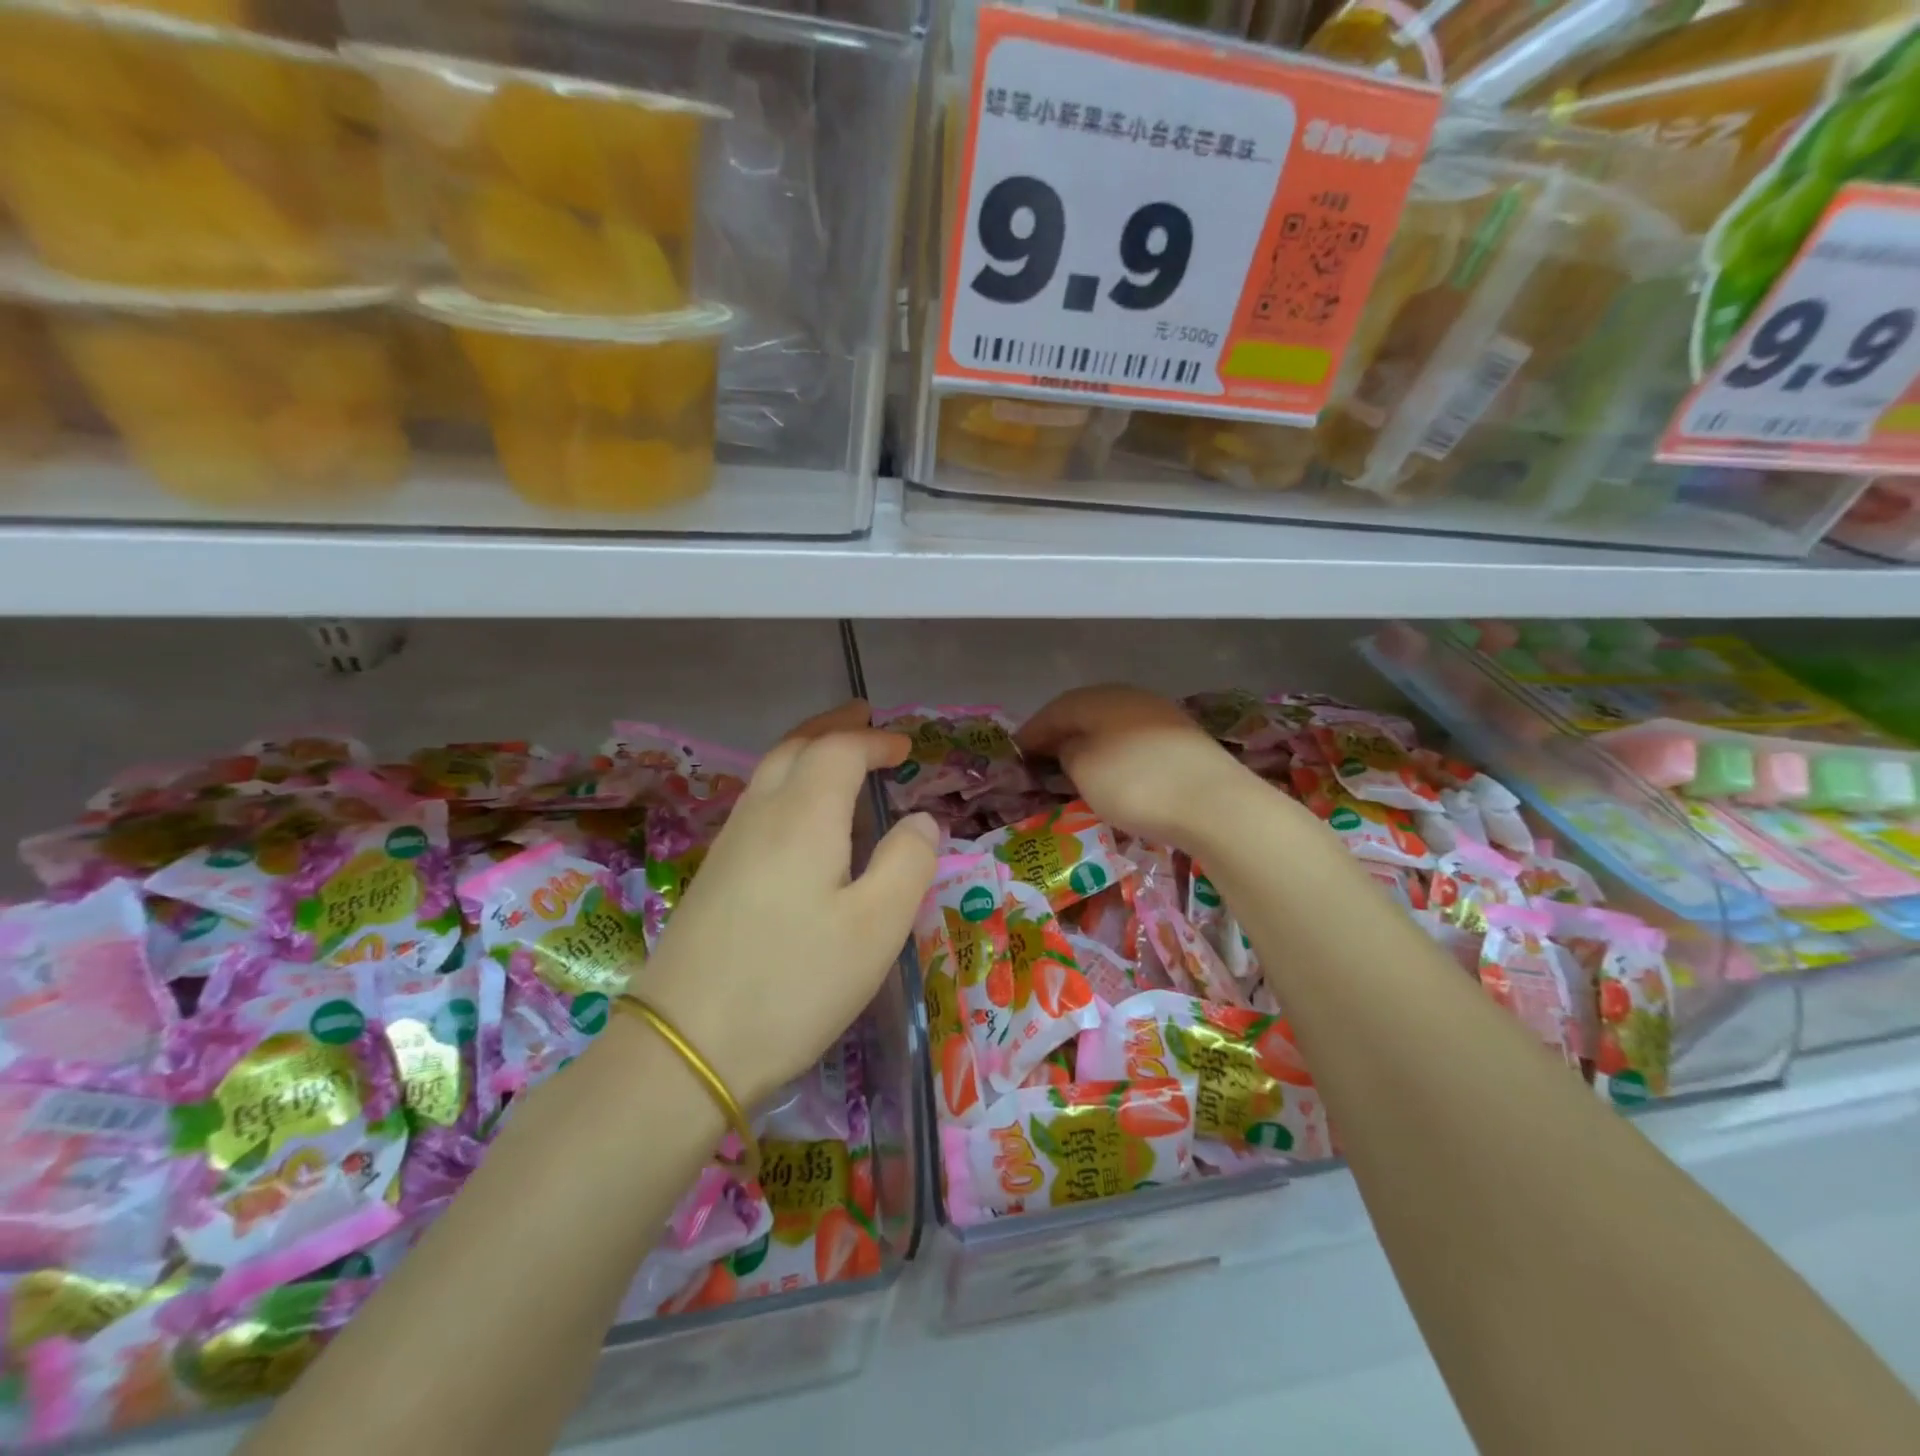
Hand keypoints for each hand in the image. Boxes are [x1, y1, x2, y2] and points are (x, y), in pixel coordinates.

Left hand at [633, 701, 938, 1108]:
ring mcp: (729, 844)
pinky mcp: (714, 875)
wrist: (684, 1048)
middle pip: (794, 746)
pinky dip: (788, 783)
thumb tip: (920, 821)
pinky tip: (801, 816)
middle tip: (864, 717)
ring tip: (837, 754)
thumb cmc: (794, 983)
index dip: (874, 741)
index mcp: (803, 816)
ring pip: (769, 772)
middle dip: (832, 726)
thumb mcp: (876, 927)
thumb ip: (908, 862)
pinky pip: (758, 803)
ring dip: (806, 750)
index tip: (905, 747)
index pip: (839, 750)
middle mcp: (761, 815)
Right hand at [1018, 685, 1250, 848]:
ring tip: (1074, 768)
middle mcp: (1130, 697)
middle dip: (1061, 734)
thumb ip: (1066, 752)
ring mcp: (1161, 716)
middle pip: (1085, 712)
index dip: (1032, 732)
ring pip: (1112, 725)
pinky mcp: (1183, 740)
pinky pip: (1134, 740)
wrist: (1215, 804)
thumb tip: (1068, 745)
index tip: (1015, 753)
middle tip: (1041, 759)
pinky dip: (1115, 754)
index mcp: (1100, 698)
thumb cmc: (1135, 784)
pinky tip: (1114, 772)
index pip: (1055, 710)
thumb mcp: (1084, 770)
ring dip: (1090, 743)